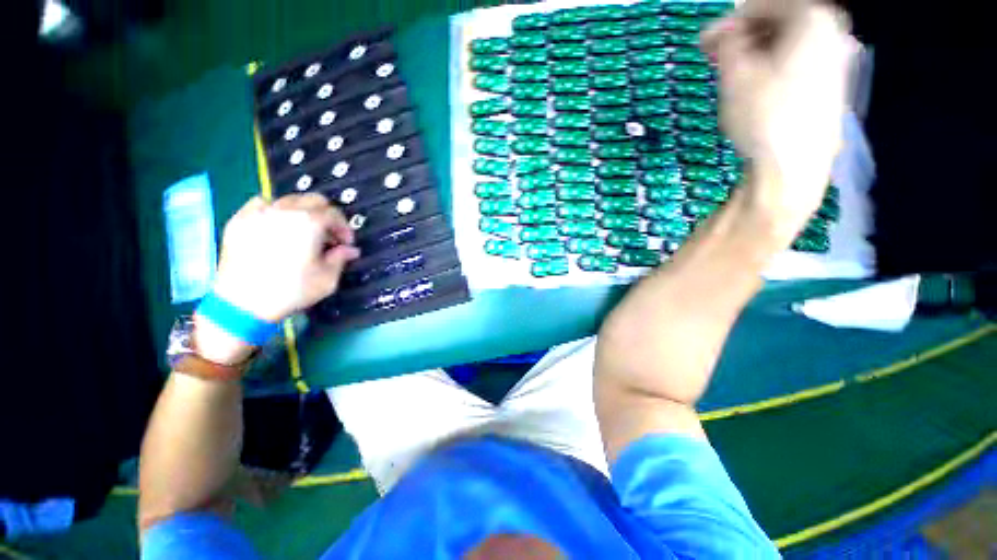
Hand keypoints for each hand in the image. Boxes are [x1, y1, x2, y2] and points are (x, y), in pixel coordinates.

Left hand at [210, 194, 359, 322]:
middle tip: (329, 235)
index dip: (344, 228)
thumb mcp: (327, 279)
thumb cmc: (291, 291)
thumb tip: (350, 250)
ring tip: (302, 231)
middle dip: (326, 215)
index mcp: (309, 223)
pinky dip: (274, 210)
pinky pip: (261, 204)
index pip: (334, 214)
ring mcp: (259, 213)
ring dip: (302, 212)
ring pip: (288, 199)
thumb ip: (341, 258)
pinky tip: (276, 225)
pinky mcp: (239, 221)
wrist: (242, 303)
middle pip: (313, 200)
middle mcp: (285, 211)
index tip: (346, 244)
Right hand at [702, 0, 854, 241]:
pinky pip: (799, 61)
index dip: (730, 21)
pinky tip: (756, 84)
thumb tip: (721, 33)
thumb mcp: (736, 75)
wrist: (794, 167)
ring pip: (790, 42)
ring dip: (757, 51)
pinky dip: (774, 65)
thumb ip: (727, 43)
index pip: (764, 5)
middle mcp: (833, 32)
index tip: (704, 43)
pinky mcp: (833, 85)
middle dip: (744, 35)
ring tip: (732, 72)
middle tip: (715, 56)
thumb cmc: (764, 116)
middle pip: (781, 21)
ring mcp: (837, 60)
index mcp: (813, 19)